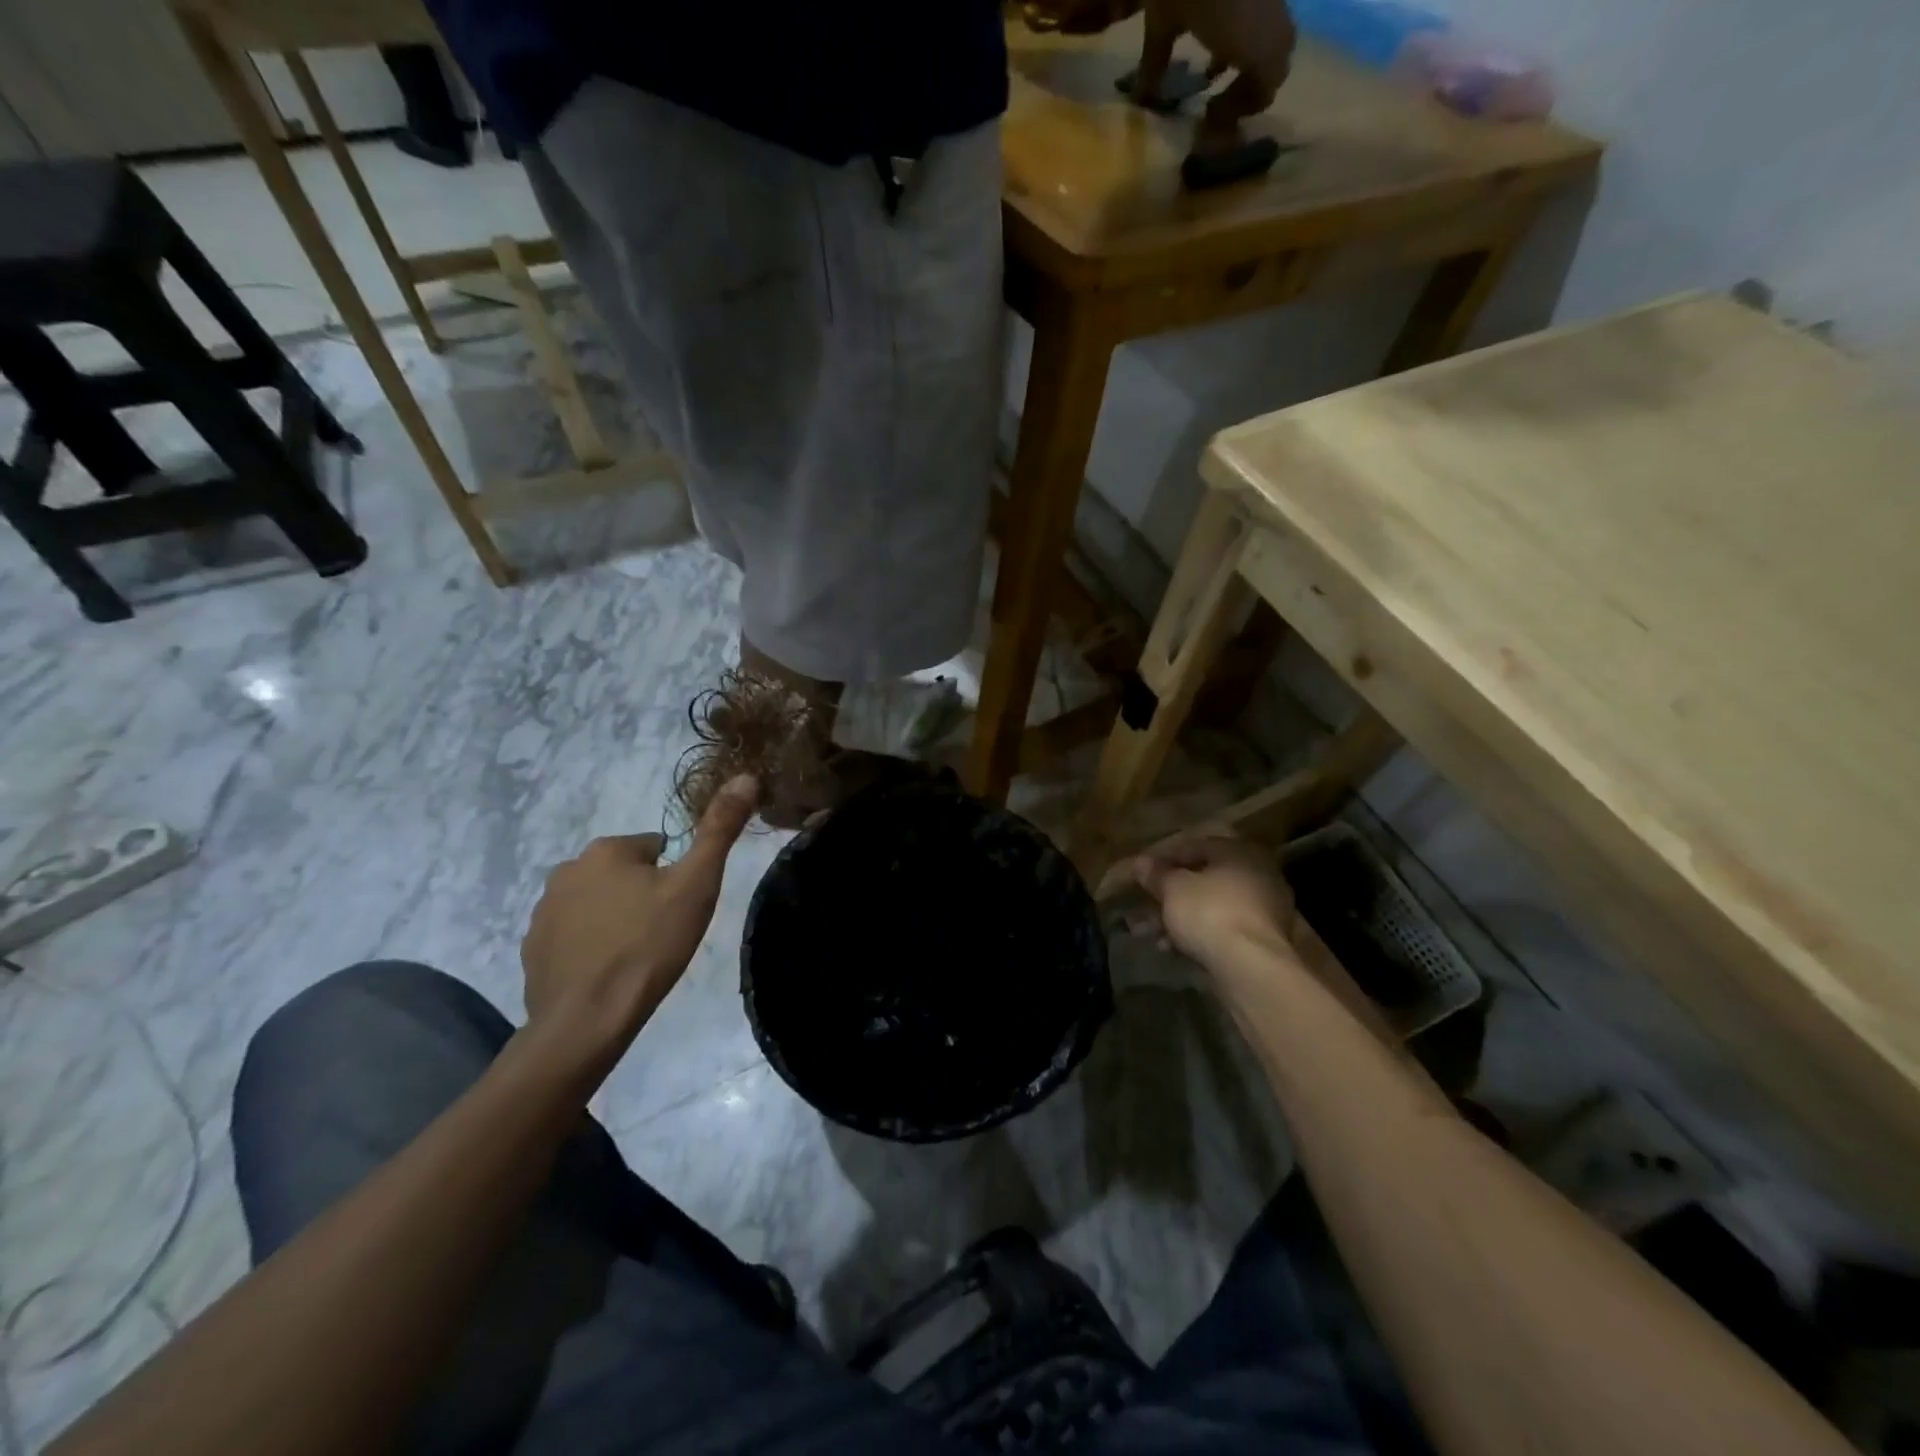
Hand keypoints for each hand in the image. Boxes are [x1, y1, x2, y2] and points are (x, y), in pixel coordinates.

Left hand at [521, 775, 758, 1067]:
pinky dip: (589, 946)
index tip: (681, 905)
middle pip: (621, 872)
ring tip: (636, 954)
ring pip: (595, 902)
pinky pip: (571, 935)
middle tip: (663, 930)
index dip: (674, 874)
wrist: (588, 1019)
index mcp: (607, 850)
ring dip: (614, 917)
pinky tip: (606, 972)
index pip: (653, 847)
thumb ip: (720, 829)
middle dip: (641, 893)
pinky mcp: (532, 949)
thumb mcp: (697, 884)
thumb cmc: (649, 944)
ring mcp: (543, 912)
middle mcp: (567, 870)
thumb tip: (745, 776)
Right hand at [1121, 836, 1295, 968]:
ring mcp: (1266, 912)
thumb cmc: (1210, 913)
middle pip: (1206, 880)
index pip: (1198, 846)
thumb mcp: (1173, 889)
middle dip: (1172, 894)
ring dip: (1181, 918)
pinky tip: (1172, 949)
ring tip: (1150, 934)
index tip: (1144, 873)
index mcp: (1241, 853)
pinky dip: (1199, 936)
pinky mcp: (1264, 943)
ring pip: (1213, 908)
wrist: (1252, 968)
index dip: (1166, 858)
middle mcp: (1260, 877)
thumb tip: (1141, 863)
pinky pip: (1223, 931)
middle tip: (1146, 906)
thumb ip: (1157, 874)